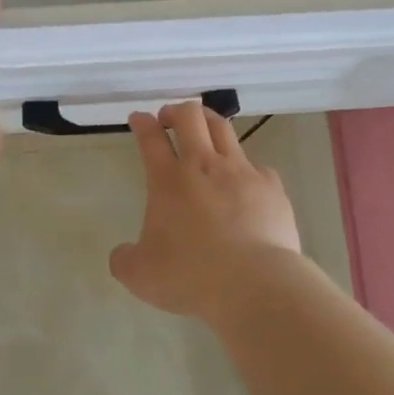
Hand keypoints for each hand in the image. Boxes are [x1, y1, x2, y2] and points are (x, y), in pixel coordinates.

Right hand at [109, 102, 300, 323]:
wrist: (254, 283)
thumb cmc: (191, 275)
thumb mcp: (141, 275)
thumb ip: (125, 260)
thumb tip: (122, 254)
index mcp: (168, 180)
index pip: (151, 138)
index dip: (142, 123)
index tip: (139, 118)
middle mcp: (203, 165)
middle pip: (190, 117)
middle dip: (176, 110)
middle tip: (170, 118)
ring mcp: (241, 172)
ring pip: (224, 129)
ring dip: (209, 122)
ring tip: (204, 128)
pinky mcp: (271, 187)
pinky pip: (257, 166)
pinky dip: (246, 168)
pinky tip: (245, 182)